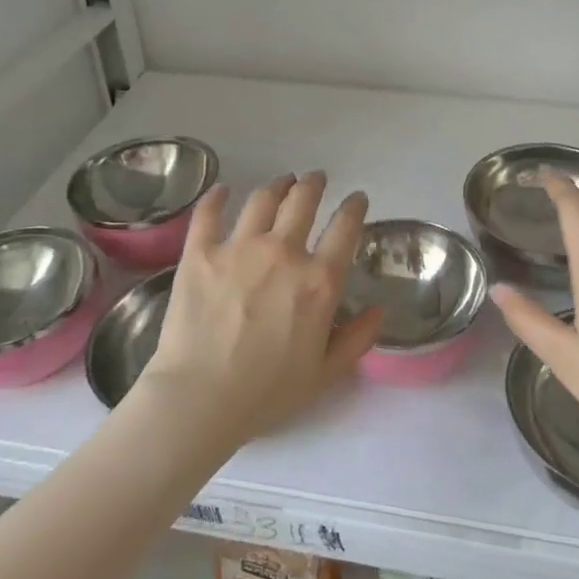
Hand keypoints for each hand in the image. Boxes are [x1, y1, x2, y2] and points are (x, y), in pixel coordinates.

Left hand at [135, 171, 382, 447]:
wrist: (199, 399)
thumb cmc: (267, 393)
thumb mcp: (326, 373)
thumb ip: (357, 339)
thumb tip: (378, 310)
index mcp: (319, 281)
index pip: (345, 228)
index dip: (354, 207)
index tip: (356, 199)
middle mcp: (283, 253)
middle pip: (303, 201)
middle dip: (314, 184)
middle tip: (316, 179)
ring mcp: (238, 248)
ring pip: (262, 200)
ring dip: (277, 185)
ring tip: (282, 182)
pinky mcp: (200, 253)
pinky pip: (209, 213)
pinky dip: (217, 197)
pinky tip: (222, 190)